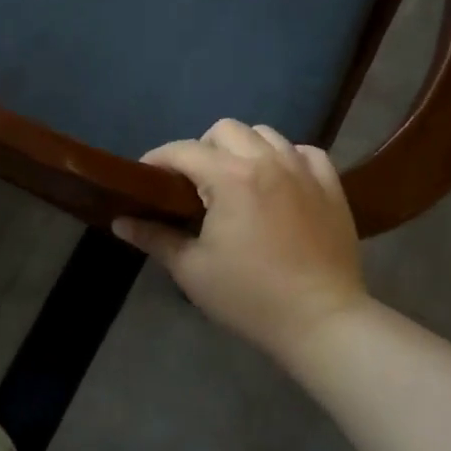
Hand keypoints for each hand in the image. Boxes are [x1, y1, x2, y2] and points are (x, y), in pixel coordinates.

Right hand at [113, 119, 370, 366]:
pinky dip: (287, 157)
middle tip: (194, 183)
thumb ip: (154, 237)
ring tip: (237, 180)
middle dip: (202, 148)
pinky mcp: (331, 185)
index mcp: (230, 177)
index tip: (145, 177)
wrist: (322, 321)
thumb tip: (120, 221)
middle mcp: (267, 160)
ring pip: (265, 134)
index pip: (182, 150)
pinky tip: (279, 181)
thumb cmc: (250, 297)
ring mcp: (303, 169)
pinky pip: (305, 152)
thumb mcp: (192, 270)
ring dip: (243, 148)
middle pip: (224, 129)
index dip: (158, 159)